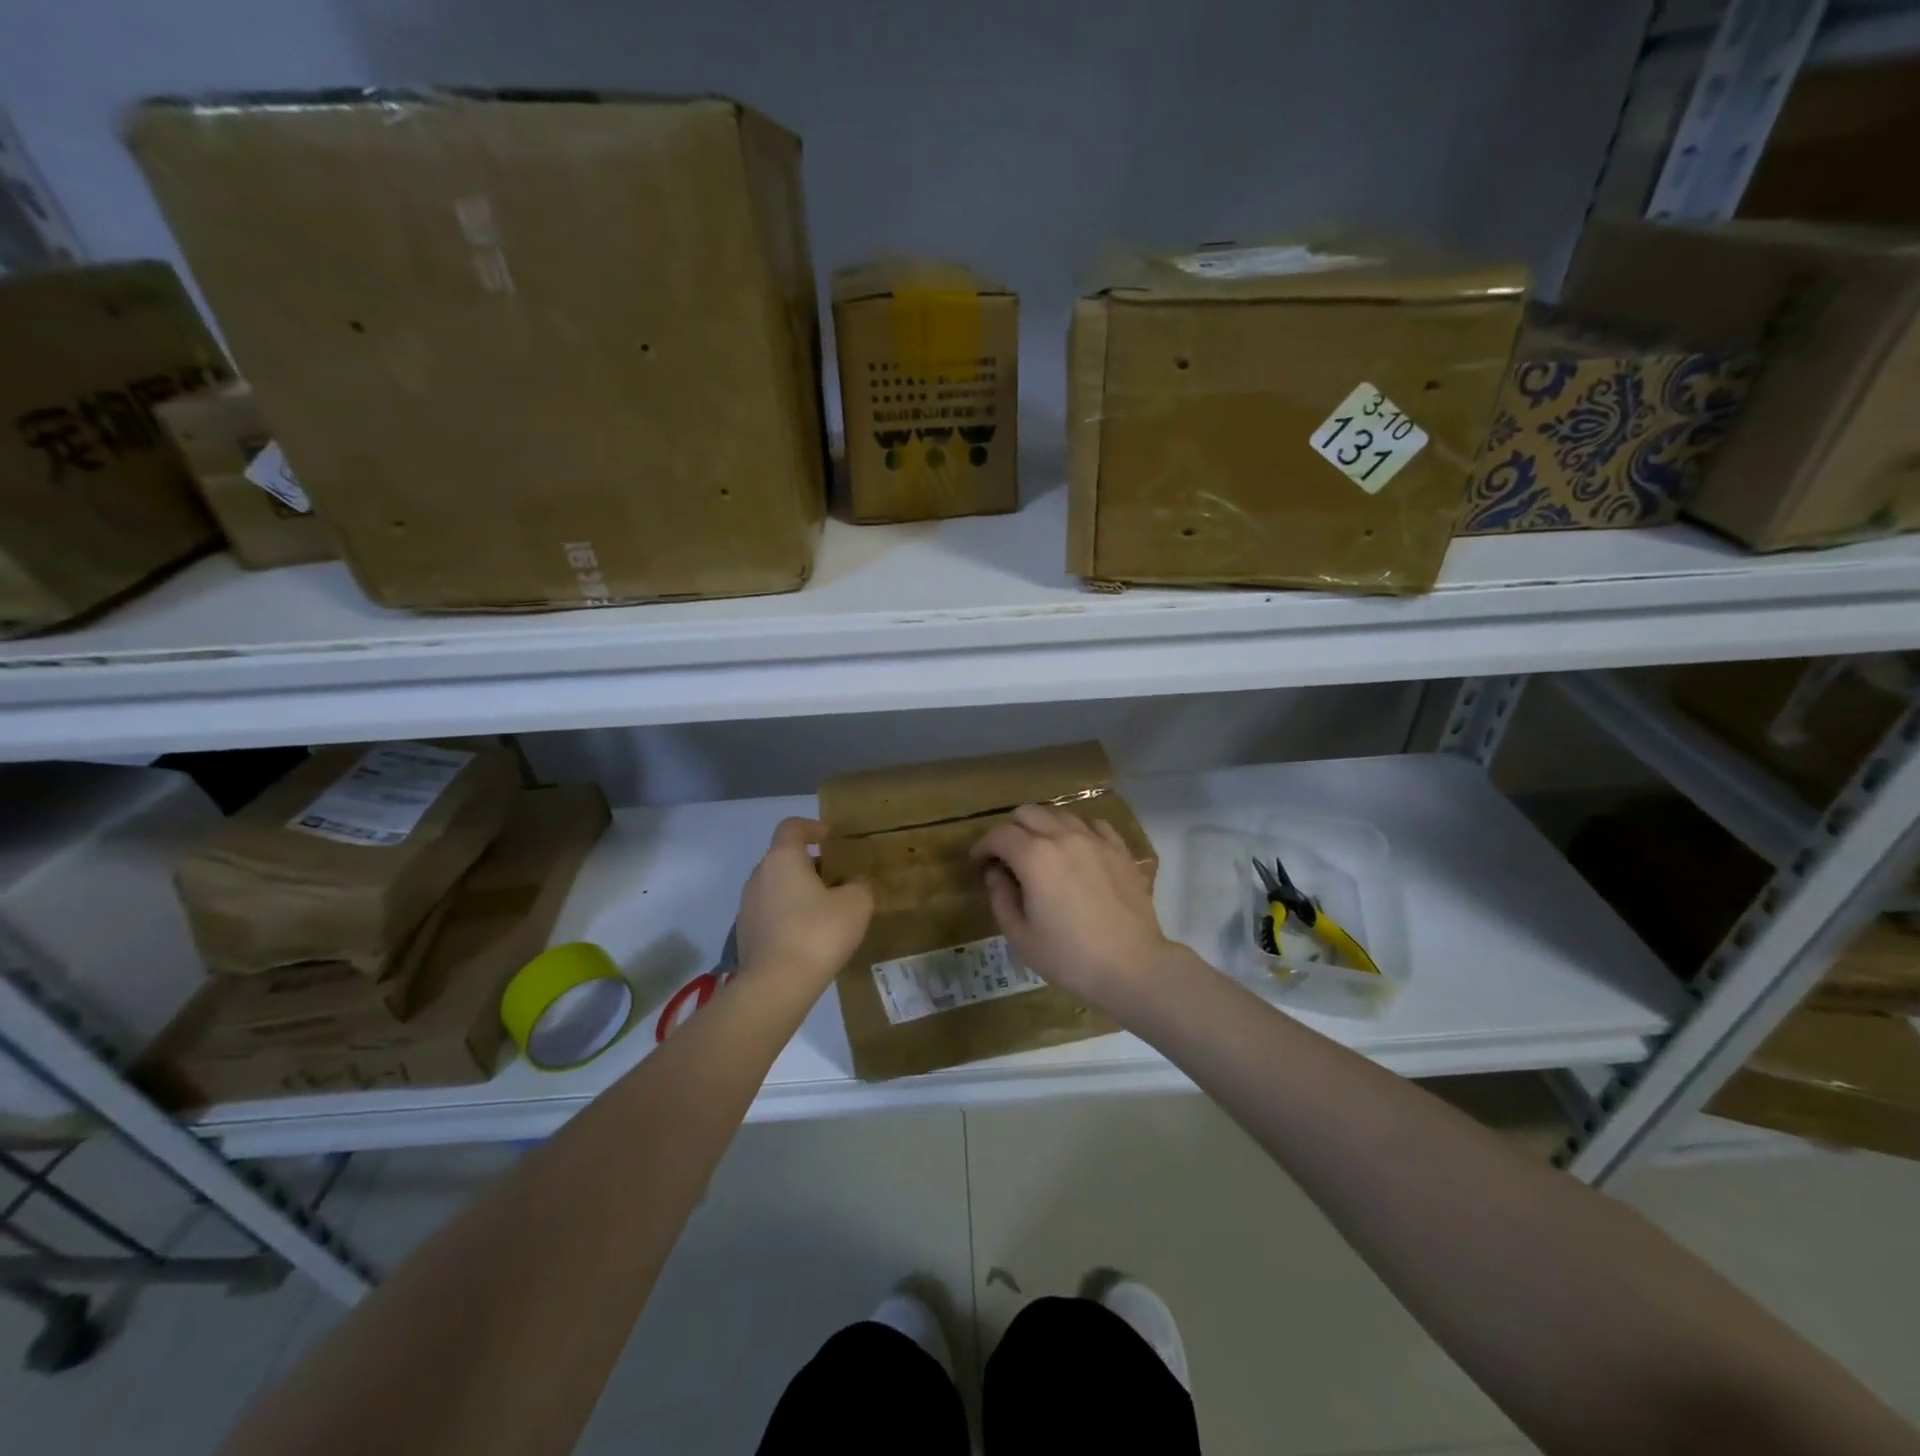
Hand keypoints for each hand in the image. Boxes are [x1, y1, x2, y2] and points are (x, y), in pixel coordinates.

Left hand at [736, 818, 872, 987]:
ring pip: (776, 886)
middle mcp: (759, 875)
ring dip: (798, 891)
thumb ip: (859, 885)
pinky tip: (808, 935)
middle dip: (810, 864)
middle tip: (836, 878)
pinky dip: (789, 914)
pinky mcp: (745, 934)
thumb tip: (853, 883)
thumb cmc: (818, 933)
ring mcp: (747, 906)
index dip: (812, 827)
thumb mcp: (856, 904)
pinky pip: (771, 912)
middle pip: (784, 858)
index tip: (831, 837)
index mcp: (782, 859)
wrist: (776, 986)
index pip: (792, 827)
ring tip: (825, 910)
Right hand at [970, 804, 1174, 1007]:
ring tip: (1041, 851)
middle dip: (1010, 830)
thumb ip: (1001, 898)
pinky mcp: (1120, 850)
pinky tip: (1077, 850)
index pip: (999, 834)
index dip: (983, 846)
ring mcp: (1095, 840)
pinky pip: (1093, 824)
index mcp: (1034, 857)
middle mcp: (1063, 837)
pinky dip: (1077, 830)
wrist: (1132, 966)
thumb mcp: (1021, 937)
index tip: (979, 863)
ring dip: (1042, 826)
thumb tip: (996, 873)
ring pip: (1060, 813)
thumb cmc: (1070, 957)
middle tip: (1007, 856)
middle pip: (1028, 813)